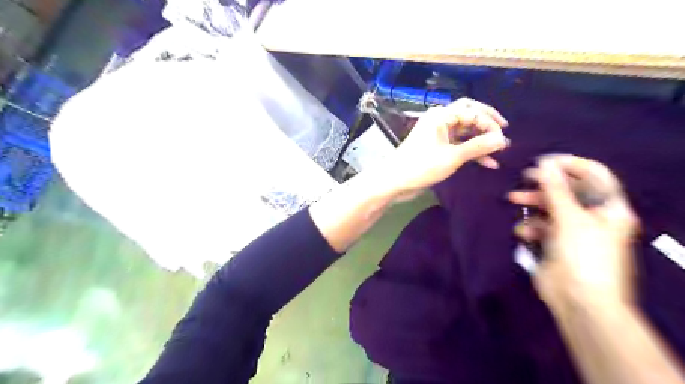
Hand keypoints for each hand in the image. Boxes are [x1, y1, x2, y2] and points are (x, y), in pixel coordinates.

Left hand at [381, 97, 507, 195]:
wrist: (395, 181)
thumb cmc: (421, 166)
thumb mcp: (452, 157)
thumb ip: (478, 147)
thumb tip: (503, 140)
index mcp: (441, 115)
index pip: (472, 111)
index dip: (489, 123)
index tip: (502, 139)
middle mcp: (440, 119)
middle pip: (469, 114)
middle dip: (487, 123)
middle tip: (504, 131)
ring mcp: (437, 133)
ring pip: (464, 131)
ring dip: (480, 140)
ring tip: (499, 150)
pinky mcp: (437, 146)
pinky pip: (458, 143)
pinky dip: (471, 151)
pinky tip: (487, 162)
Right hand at [508, 156, 635, 309]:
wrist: (580, 301)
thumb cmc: (584, 255)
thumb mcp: (570, 218)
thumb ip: (556, 189)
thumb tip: (545, 163)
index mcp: (609, 208)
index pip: (594, 175)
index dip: (570, 164)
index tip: (544, 161)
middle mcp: (593, 216)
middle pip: (568, 190)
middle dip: (545, 184)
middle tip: (524, 177)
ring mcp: (573, 230)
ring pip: (550, 207)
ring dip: (532, 203)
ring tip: (513, 199)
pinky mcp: (555, 242)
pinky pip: (541, 226)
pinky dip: (531, 226)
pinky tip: (524, 233)